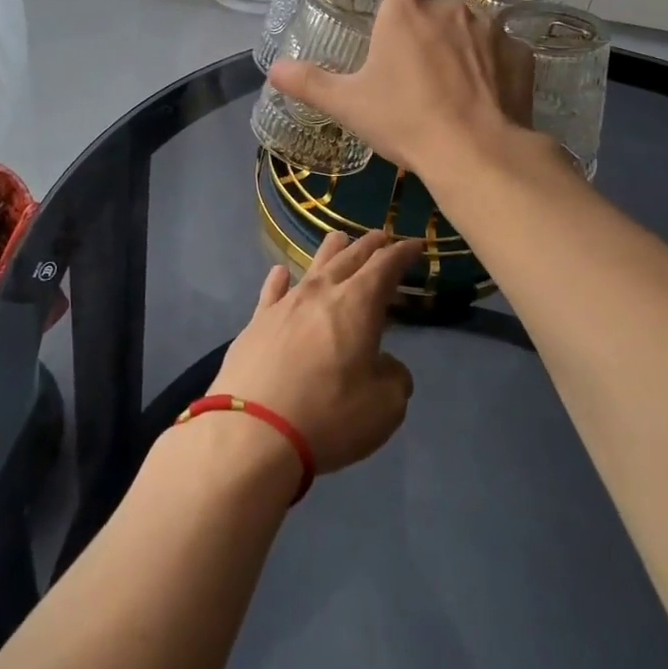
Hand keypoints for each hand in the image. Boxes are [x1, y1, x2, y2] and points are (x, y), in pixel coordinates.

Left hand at [210, 231, 422, 476]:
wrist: (252, 432)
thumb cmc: (329, 416)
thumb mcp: (384, 406)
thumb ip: (393, 377)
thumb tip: (384, 365)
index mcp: (358, 304)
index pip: (385, 266)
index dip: (402, 253)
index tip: (415, 244)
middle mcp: (321, 293)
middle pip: (349, 258)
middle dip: (369, 246)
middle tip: (381, 236)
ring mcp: (284, 305)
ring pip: (312, 267)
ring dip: (330, 252)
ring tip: (339, 239)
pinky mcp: (255, 324)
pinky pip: (271, 292)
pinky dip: (280, 279)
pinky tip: (281, 273)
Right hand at [267, 0, 533, 178]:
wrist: (476, 152)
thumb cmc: (404, 121)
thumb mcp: (349, 105)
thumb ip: (309, 83)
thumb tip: (274, 70)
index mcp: (406, 11)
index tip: (400, 2)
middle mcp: (451, 7)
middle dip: (430, 21)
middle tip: (417, 62)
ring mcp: (492, 28)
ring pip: (473, 23)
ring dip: (462, 41)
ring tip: (453, 82)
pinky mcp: (521, 54)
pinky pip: (503, 50)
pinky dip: (494, 65)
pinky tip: (485, 96)